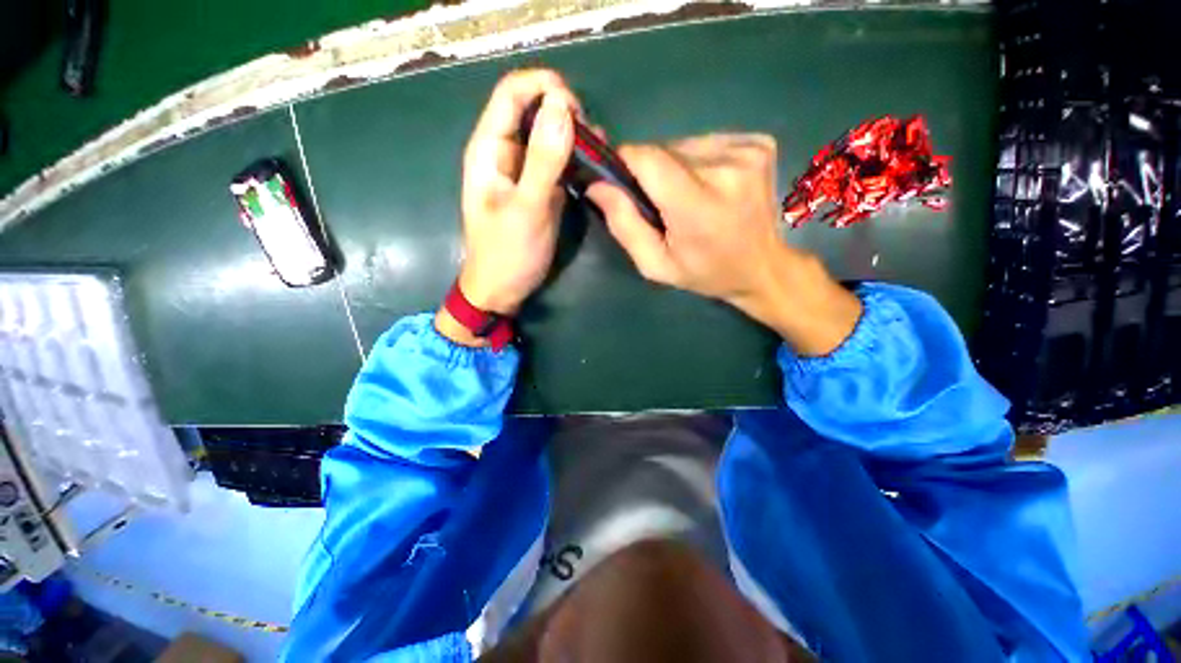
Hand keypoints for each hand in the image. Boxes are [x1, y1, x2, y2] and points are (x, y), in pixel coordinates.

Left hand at [437, 69, 578, 346]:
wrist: (503, 289)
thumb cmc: (508, 254)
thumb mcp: (527, 209)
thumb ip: (544, 161)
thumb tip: (562, 106)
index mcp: (489, 149)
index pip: (512, 92)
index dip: (545, 87)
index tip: (577, 108)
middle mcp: (504, 152)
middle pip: (533, 108)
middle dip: (564, 111)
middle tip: (590, 138)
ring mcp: (523, 170)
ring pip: (548, 134)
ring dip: (574, 135)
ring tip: (597, 151)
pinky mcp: (538, 187)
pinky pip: (557, 160)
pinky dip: (576, 157)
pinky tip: (593, 165)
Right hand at [586, 134, 861, 355]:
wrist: (762, 267)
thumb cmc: (704, 272)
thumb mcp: (655, 264)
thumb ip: (624, 225)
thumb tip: (597, 184)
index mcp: (698, 207)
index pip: (647, 158)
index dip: (625, 163)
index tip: (620, 181)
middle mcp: (726, 169)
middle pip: (664, 150)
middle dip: (651, 173)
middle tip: (661, 203)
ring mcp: (748, 151)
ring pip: (684, 144)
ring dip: (675, 167)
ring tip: (688, 198)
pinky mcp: (759, 143)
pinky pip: (708, 142)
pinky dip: (699, 161)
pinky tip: (709, 187)